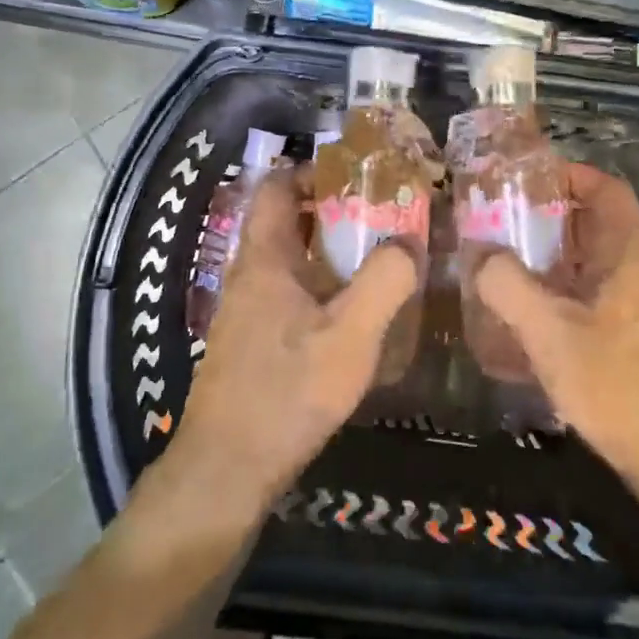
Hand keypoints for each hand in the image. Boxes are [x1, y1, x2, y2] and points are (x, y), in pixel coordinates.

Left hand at [173, 167, 420, 512]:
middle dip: (329, 212)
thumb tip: (409, 240)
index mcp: (265, 257)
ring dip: (324, 252)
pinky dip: (315, 286)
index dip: (311, 171)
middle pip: (284, 221)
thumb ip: (385, 281)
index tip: (356, 176)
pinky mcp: (248, 341)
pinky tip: (347, 313)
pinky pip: (285, 293)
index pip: (276, 187)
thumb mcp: (350, 334)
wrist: (228, 467)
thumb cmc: (288, 390)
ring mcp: (244, 309)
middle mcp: (248, 273)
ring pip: (286, 260)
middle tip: (379, 217)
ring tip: (372, 260)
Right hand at [472, 163, 638, 512]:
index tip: (524, 179)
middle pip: (592, 226)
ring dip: (547, 262)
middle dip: (544, 220)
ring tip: (499, 267)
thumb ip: (509, 286)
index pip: (607, 190)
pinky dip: (557, 297)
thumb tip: (479, 254)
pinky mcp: (633, 341)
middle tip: (496, 223)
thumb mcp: (552, 333)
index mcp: (629, 256)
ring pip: (588, 266)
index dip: (570, 175)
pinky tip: (525, 320)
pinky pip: (589, 300)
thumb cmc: (621, 385)